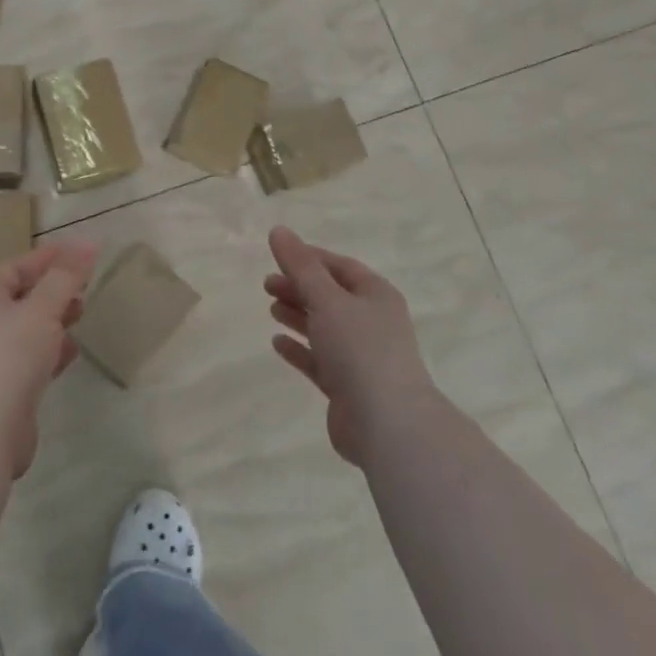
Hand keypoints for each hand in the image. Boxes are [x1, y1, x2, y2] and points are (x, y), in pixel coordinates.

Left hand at [0, 242, 96, 477]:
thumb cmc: (9, 356)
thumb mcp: (41, 309)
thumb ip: (65, 277)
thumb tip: (87, 244)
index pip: (15, 266)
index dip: (46, 257)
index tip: (78, 251)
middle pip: (20, 296)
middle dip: (52, 288)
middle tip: (84, 284)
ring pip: (27, 329)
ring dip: (53, 319)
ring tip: (82, 314)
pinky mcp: (4, 390)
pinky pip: (31, 360)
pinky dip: (51, 351)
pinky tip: (71, 353)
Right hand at [264, 226, 433, 466]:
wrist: (388, 424)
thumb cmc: (360, 349)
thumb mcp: (327, 299)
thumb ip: (300, 267)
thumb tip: (279, 230)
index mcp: (376, 296)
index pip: (340, 267)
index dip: (309, 258)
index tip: (278, 255)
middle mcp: (372, 322)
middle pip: (331, 296)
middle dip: (299, 287)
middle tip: (267, 285)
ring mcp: (361, 357)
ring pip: (324, 328)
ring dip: (298, 316)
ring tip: (271, 308)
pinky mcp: (348, 387)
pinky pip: (319, 360)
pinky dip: (299, 349)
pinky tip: (277, 343)